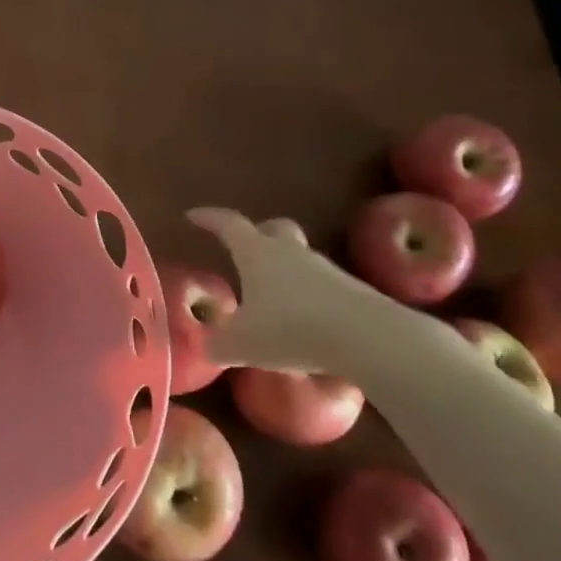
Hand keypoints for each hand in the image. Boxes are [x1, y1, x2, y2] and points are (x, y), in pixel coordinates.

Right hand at [188, 207, 408, 380]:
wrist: (368, 338)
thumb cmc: (291, 330)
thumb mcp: (241, 345)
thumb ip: (217, 344)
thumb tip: (206, 344)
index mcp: (257, 253)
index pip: (228, 224)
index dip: (208, 219)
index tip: (192, 216)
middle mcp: (290, 252)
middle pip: (273, 228)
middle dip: (257, 234)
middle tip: (244, 249)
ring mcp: (325, 269)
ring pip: (299, 258)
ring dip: (284, 270)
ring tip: (271, 297)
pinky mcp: (352, 291)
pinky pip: (321, 286)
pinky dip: (307, 296)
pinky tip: (303, 323)